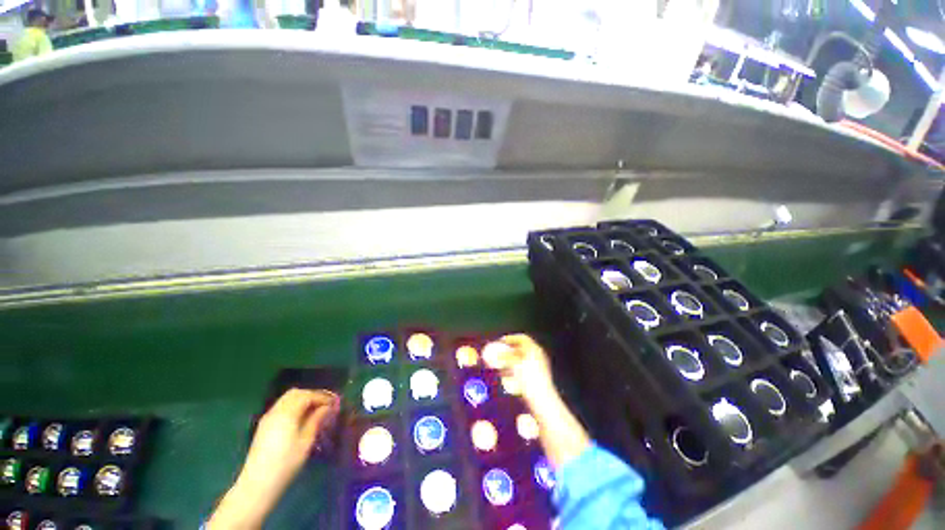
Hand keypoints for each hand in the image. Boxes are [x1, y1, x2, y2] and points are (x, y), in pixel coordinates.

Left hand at [209, 389, 339, 528]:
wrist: (257, 485)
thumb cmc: (286, 464)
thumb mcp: (306, 441)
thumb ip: (317, 420)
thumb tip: (328, 407)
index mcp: (287, 413)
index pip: (308, 395)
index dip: (323, 396)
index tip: (335, 403)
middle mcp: (276, 411)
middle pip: (296, 393)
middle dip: (313, 395)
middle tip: (326, 404)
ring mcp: (268, 418)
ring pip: (288, 399)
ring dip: (303, 400)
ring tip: (316, 410)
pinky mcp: (264, 426)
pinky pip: (282, 407)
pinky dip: (294, 406)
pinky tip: (302, 418)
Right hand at [484, 334, 589, 467]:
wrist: (541, 400)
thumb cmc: (528, 379)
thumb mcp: (514, 364)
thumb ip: (504, 356)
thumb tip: (496, 352)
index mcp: (534, 349)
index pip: (522, 338)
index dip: (510, 338)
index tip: (500, 341)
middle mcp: (538, 356)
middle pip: (521, 349)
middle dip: (509, 351)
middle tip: (499, 353)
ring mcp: (538, 367)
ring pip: (521, 360)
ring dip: (510, 361)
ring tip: (500, 366)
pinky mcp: (537, 379)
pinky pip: (523, 370)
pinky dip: (514, 370)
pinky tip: (507, 377)